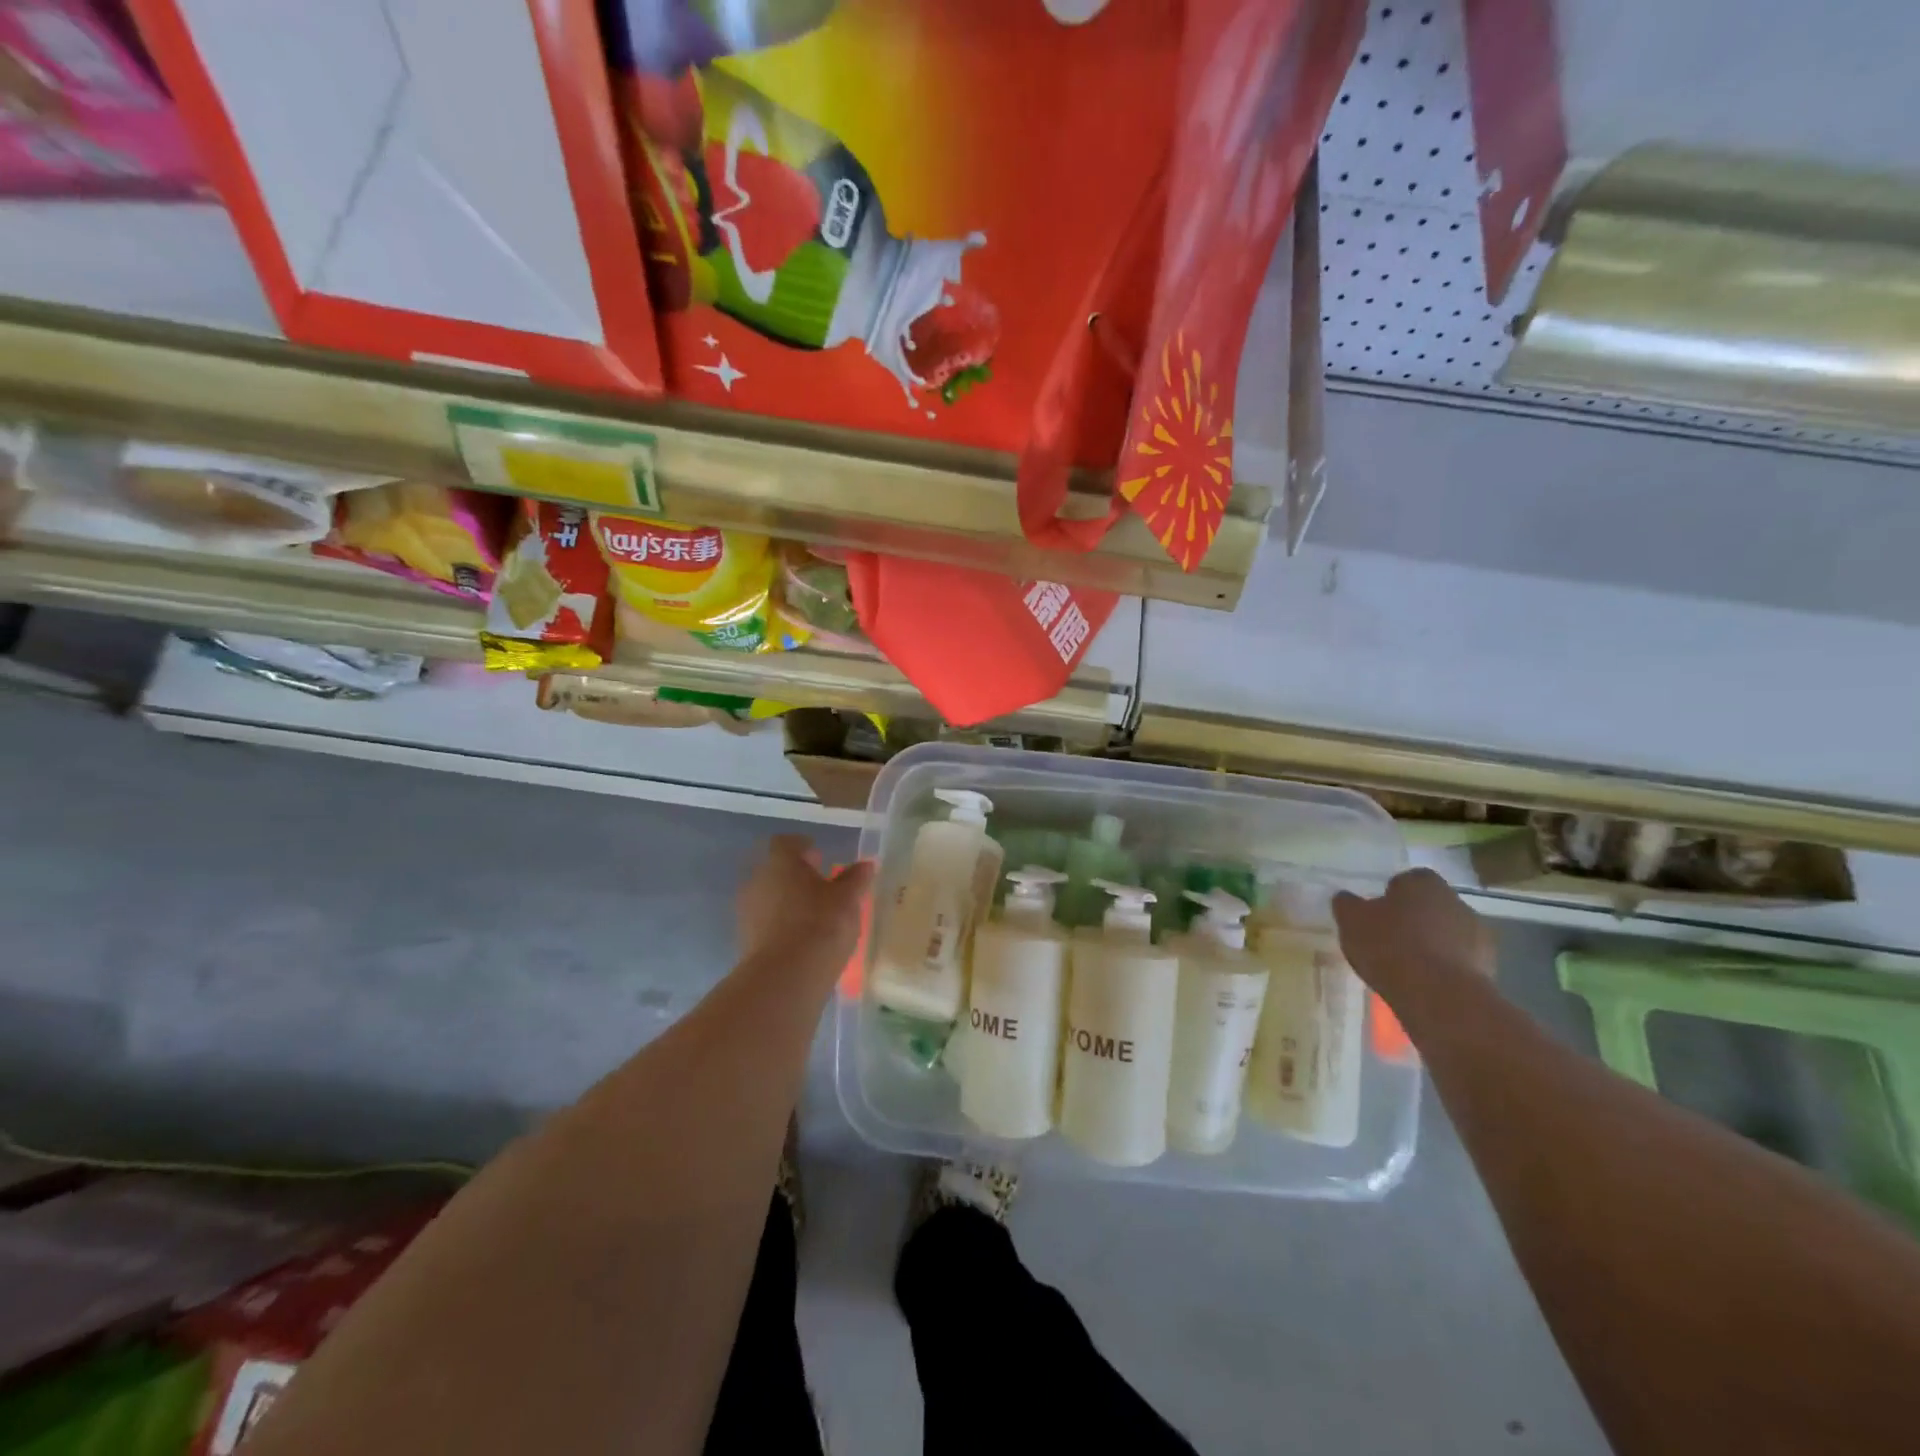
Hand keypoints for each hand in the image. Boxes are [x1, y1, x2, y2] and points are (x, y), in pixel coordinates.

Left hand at [737, 835, 875, 972]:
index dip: (803, 848)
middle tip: (821, 887)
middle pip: (776, 870)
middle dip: (796, 876)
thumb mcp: (848, 899)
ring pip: (769, 897)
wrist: (786, 977)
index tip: (820, 858)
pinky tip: (801, 938)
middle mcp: (758, 880)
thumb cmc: (821, 923)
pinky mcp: (745, 939)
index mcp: (780, 862)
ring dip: (788, 901)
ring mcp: (747, 911)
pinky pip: (766, 923)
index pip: (786, 843)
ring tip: (814, 916)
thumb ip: (855, 879)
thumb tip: (866, 864)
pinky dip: (781, 925)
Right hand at [1332, 868, 1493, 1004]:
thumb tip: (1346, 898)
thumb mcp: (1351, 921)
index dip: (1392, 895)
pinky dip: (1445, 966)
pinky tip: (1426, 983)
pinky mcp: (1489, 966)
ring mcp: (1478, 934)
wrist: (1437, 995)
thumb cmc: (1389, 946)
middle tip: (1390, 938)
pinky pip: (1460, 959)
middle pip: (1431, 905)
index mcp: (1424, 883)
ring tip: (1407, 965)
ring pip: (1448, 932)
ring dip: (1433, 943)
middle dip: (1414, 918)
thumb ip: (1347, 904)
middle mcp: (1456, 901)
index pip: (1408, 879)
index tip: (1378, 913)